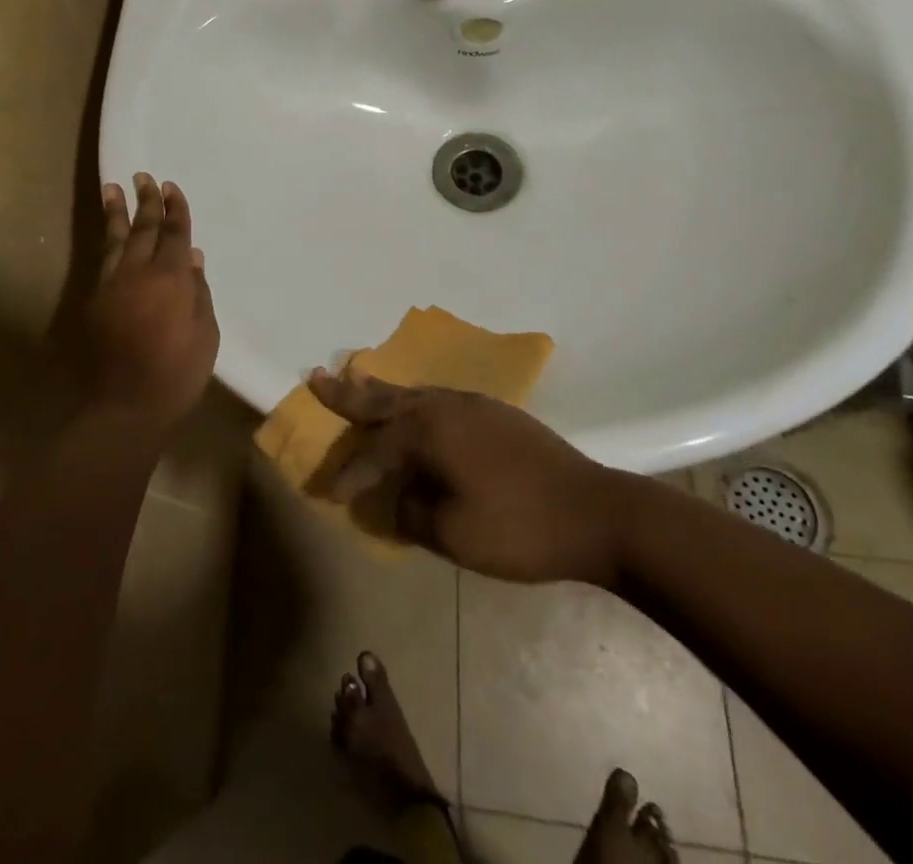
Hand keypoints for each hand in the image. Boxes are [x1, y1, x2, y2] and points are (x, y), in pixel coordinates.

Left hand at [84, 174, 218, 427]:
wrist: (123, 406)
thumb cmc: (177, 374)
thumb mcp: (205, 335)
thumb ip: (199, 293)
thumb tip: (194, 260)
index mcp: (171, 278)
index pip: (175, 234)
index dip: (176, 210)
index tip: (172, 188)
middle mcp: (138, 273)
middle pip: (143, 228)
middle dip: (146, 201)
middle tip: (144, 177)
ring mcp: (112, 285)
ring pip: (115, 240)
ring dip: (116, 212)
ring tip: (112, 188)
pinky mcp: (94, 302)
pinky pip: (103, 260)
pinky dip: (107, 242)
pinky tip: (109, 236)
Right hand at [308, 369, 634, 586]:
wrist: (595, 510)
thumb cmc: (519, 527)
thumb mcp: (454, 535)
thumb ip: (411, 514)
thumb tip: (391, 500)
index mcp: (429, 432)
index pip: (374, 452)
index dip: (349, 475)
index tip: (329, 494)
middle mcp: (444, 406)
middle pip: (385, 399)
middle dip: (348, 393)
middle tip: (316, 377)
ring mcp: (472, 405)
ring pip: (412, 392)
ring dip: (381, 389)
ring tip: (357, 378)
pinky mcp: (495, 412)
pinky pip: (437, 398)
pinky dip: (413, 399)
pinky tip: (415, 404)